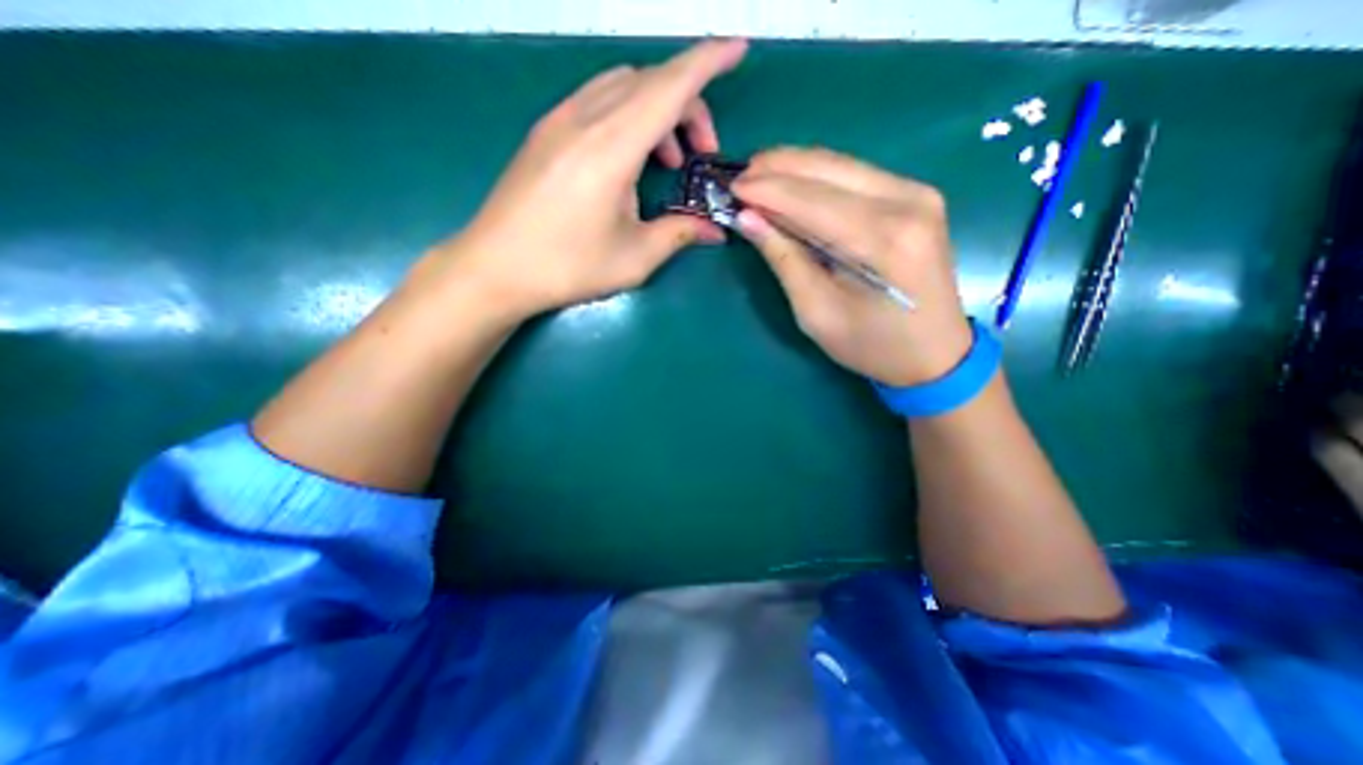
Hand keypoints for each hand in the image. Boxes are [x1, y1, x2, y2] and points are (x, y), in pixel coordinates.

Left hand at [426, 39, 745, 320]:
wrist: (495, 268)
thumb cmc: (567, 267)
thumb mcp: (634, 258)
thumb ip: (678, 234)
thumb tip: (715, 230)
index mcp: (610, 148)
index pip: (669, 87)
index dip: (707, 62)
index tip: (738, 47)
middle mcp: (584, 119)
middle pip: (649, 83)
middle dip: (689, 105)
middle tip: (701, 154)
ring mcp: (559, 121)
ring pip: (622, 86)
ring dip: (657, 111)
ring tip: (667, 161)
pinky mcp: (546, 132)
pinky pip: (598, 100)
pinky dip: (628, 115)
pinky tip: (629, 159)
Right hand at [731, 145, 974, 386]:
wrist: (935, 354)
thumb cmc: (871, 345)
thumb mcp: (816, 313)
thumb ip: (784, 260)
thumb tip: (748, 219)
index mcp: (882, 241)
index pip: (812, 200)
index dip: (767, 190)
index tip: (731, 188)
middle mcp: (907, 203)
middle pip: (828, 169)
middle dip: (778, 168)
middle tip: (740, 178)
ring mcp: (917, 194)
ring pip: (842, 164)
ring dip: (796, 167)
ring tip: (759, 176)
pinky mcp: (916, 197)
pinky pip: (856, 175)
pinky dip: (819, 177)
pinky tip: (794, 184)